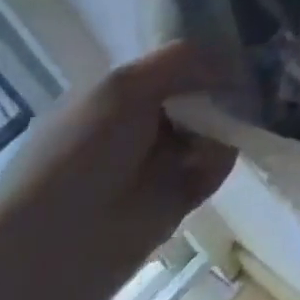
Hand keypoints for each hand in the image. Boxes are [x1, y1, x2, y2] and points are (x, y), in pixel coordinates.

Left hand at [0, 45, 236, 297]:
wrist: (55, 249)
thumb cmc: (78, 155)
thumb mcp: (123, 87)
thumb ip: (180, 60)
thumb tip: (231, 60)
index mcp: (116, 96)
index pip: (173, 64)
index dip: (204, 56)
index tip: (236, 50)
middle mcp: (139, 124)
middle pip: (200, 93)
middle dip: (223, 88)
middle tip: (244, 86)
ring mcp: (160, 161)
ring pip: (213, 126)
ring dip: (227, 123)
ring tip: (231, 125)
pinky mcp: (179, 195)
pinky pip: (216, 163)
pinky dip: (220, 158)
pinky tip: (211, 161)